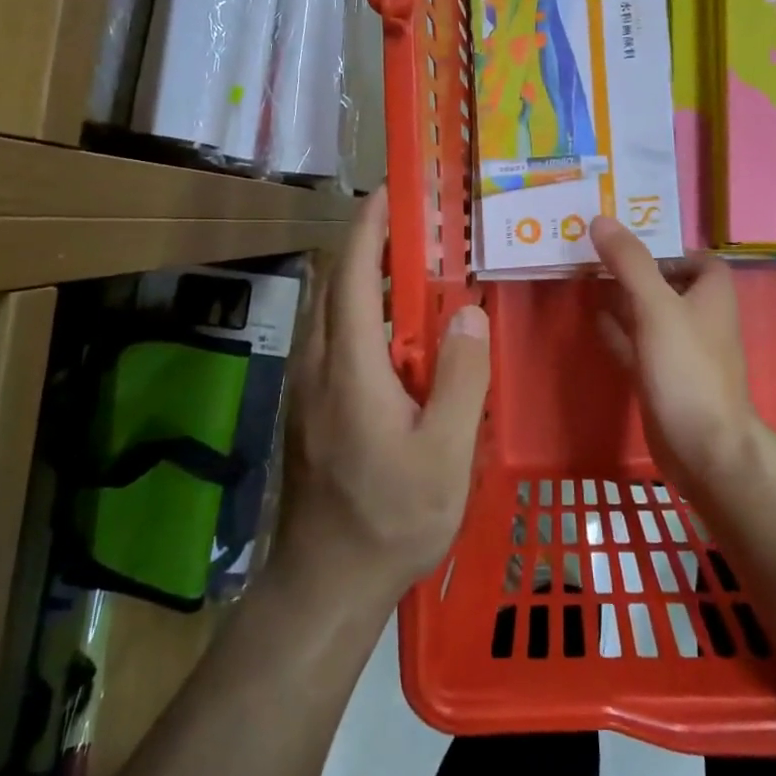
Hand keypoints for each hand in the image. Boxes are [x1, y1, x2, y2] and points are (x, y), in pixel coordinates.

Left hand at [277, 186, 490, 600]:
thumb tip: (467, 311)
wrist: (325, 585)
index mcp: (349, 366)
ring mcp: (308, 389)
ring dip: (367, 283)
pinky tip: (403, 345)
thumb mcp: (444, 454)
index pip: (351, 273)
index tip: (391, 190)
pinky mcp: (311, 410)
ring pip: (332, 313)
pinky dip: (364, 319)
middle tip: (421, 230)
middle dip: (370, 246)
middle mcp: (318, 365)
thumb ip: (460, 377)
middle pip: (336, 284)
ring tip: (419, 279)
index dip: (369, 226)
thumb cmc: (389, 520)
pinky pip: (336, 343)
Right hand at [591, 217, 754, 481]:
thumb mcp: (657, 306)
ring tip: (585, 277)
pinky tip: (593, 319)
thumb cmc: (687, 368)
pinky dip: (618, 330)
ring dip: (623, 297)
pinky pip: (637, 344)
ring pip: (649, 314)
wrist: (702, 447)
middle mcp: (699, 319)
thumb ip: (630, 263)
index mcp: (711, 295)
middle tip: (594, 252)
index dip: (669, 247)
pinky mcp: (662, 378)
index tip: (629, 239)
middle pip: (667, 283)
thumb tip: (601, 219)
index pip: (698, 258)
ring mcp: (679, 351)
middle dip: (635, 268)